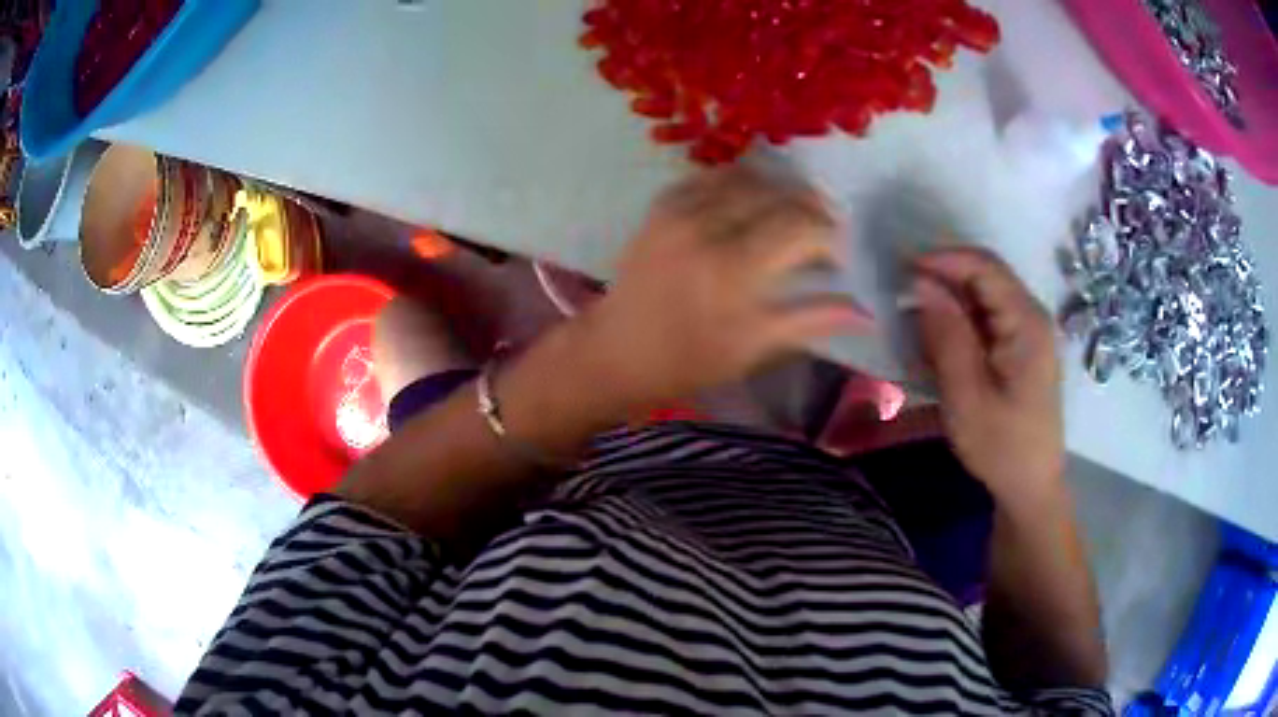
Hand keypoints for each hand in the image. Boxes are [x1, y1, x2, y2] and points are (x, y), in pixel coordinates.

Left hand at [580, 167, 872, 407]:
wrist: (615, 351)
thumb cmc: (688, 361)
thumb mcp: (753, 348)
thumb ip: (811, 320)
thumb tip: (866, 313)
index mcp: (734, 270)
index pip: (801, 228)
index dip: (829, 236)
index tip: (838, 255)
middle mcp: (708, 228)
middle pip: (778, 196)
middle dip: (811, 208)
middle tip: (823, 230)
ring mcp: (680, 212)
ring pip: (747, 178)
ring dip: (778, 190)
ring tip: (791, 213)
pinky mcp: (661, 207)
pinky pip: (709, 177)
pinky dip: (738, 183)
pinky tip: (750, 200)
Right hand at [912, 248, 1064, 509]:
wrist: (1030, 486)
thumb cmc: (1001, 447)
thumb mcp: (967, 396)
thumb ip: (947, 336)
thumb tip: (922, 283)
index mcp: (1026, 322)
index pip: (984, 266)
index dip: (942, 259)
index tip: (901, 269)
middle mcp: (1031, 316)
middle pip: (985, 276)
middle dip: (942, 279)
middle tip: (901, 296)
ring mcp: (1028, 331)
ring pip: (983, 296)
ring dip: (948, 302)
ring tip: (913, 322)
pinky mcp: (1020, 348)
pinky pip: (986, 319)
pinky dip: (959, 323)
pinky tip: (937, 344)